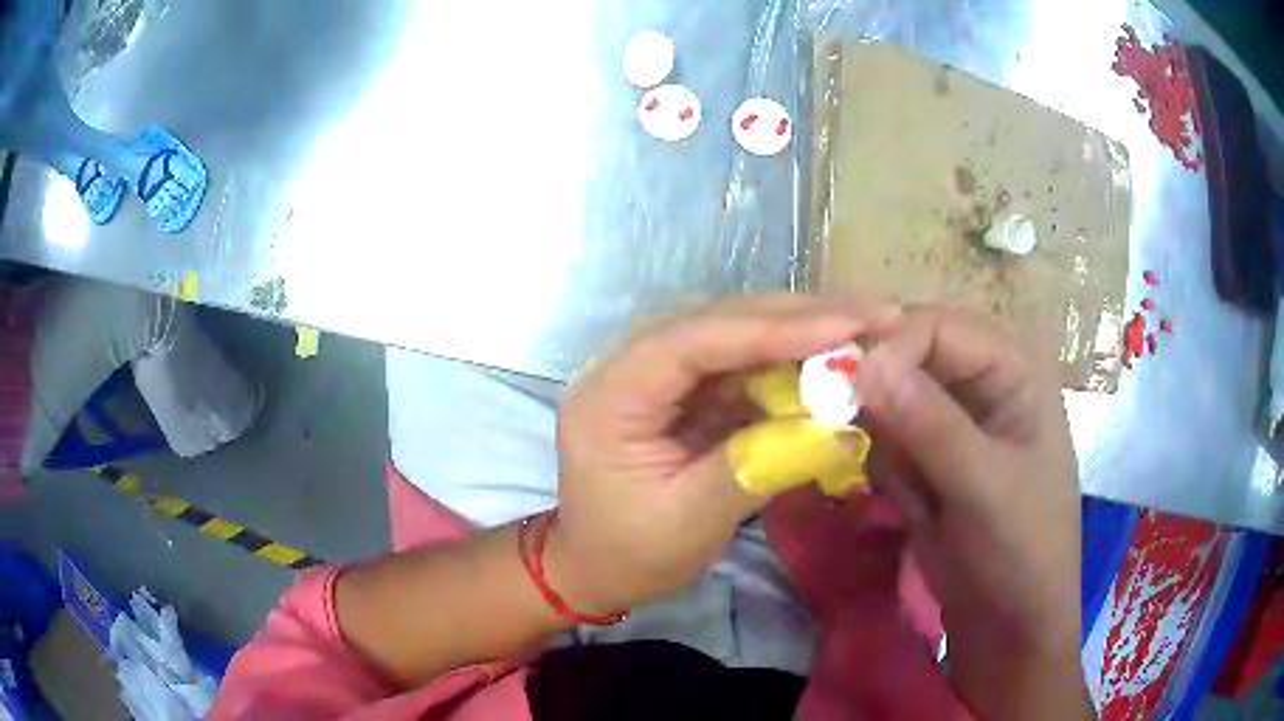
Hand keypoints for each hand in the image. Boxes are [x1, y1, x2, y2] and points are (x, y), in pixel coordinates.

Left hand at [549, 295, 881, 614]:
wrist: (595, 566)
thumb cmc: (630, 552)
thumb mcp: (690, 522)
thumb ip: (759, 468)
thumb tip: (838, 431)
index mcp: (610, 397)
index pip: (693, 342)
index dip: (772, 329)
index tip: (844, 325)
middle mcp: (626, 366)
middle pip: (717, 322)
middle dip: (798, 317)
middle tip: (873, 315)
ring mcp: (655, 373)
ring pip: (733, 334)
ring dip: (799, 331)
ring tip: (863, 330)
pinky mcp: (681, 389)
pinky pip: (739, 363)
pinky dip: (787, 362)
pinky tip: (829, 362)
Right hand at [854, 307, 1090, 719]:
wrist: (1009, 625)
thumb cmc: (1021, 550)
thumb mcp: (983, 487)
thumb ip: (929, 423)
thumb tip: (863, 361)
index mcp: (1013, 371)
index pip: (940, 327)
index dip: (892, 345)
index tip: (843, 385)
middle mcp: (981, 384)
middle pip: (910, 355)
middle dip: (875, 387)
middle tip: (833, 420)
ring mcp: (952, 424)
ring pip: (890, 397)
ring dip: (872, 430)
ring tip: (886, 479)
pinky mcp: (928, 460)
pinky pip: (886, 438)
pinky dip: (877, 461)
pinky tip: (899, 500)